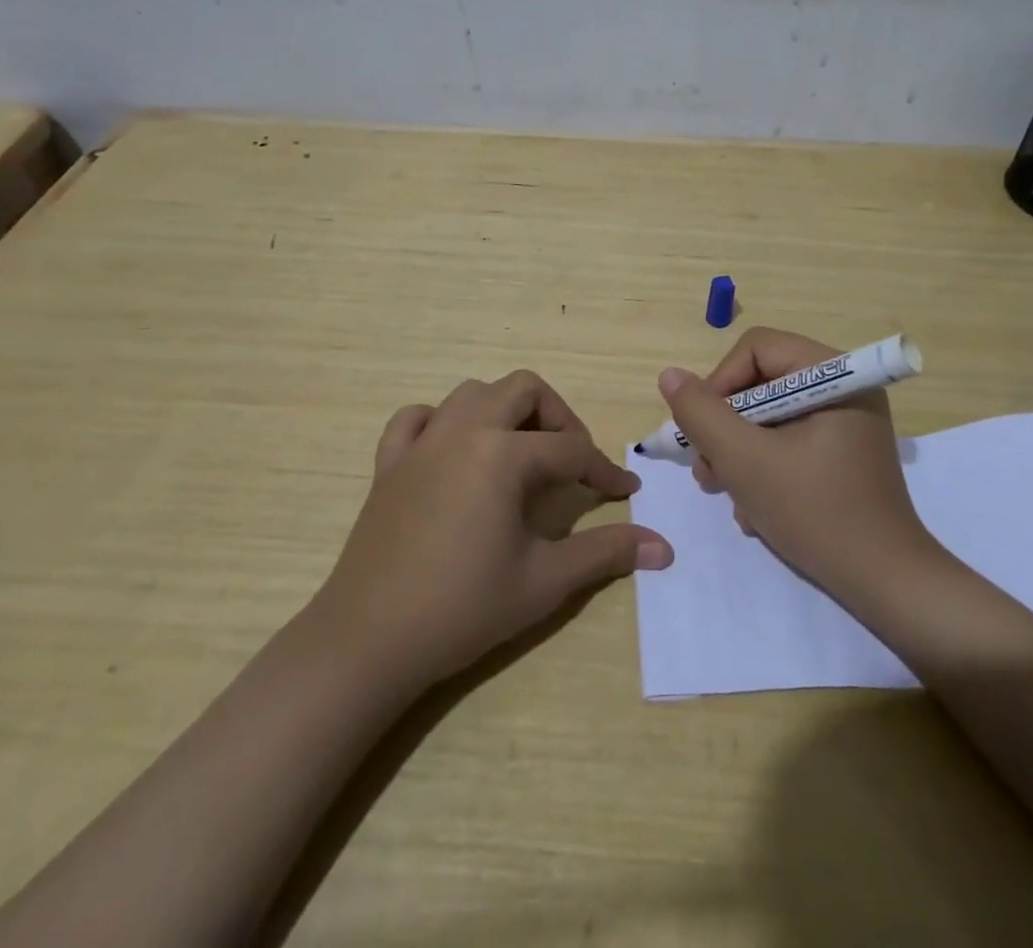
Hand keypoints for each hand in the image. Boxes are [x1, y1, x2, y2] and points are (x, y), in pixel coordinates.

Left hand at [317, 370, 673, 694]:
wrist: (368, 642)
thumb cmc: (462, 608)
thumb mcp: (544, 581)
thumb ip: (606, 553)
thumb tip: (664, 548)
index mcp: (502, 454)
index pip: (571, 450)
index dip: (603, 471)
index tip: (625, 493)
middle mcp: (463, 431)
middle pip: (523, 390)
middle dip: (558, 417)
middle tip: (571, 461)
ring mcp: (421, 443)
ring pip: (472, 393)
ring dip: (505, 411)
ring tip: (520, 453)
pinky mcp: (389, 464)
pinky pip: (416, 418)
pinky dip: (441, 422)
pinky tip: (454, 451)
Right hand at [658, 327, 938, 607]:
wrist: (885, 584)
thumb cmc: (815, 512)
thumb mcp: (745, 461)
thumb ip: (702, 414)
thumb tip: (670, 375)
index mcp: (834, 374)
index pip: (757, 349)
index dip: (720, 383)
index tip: (702, 431)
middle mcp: (844, 388)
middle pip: (761, 383)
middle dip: (727, 427)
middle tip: (708, 470)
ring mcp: (845, 422)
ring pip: (770, 416)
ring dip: (739, 452)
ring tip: (726, 493)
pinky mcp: (842, 453)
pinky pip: (789, 440)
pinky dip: (764, 467)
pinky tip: (755, 509)